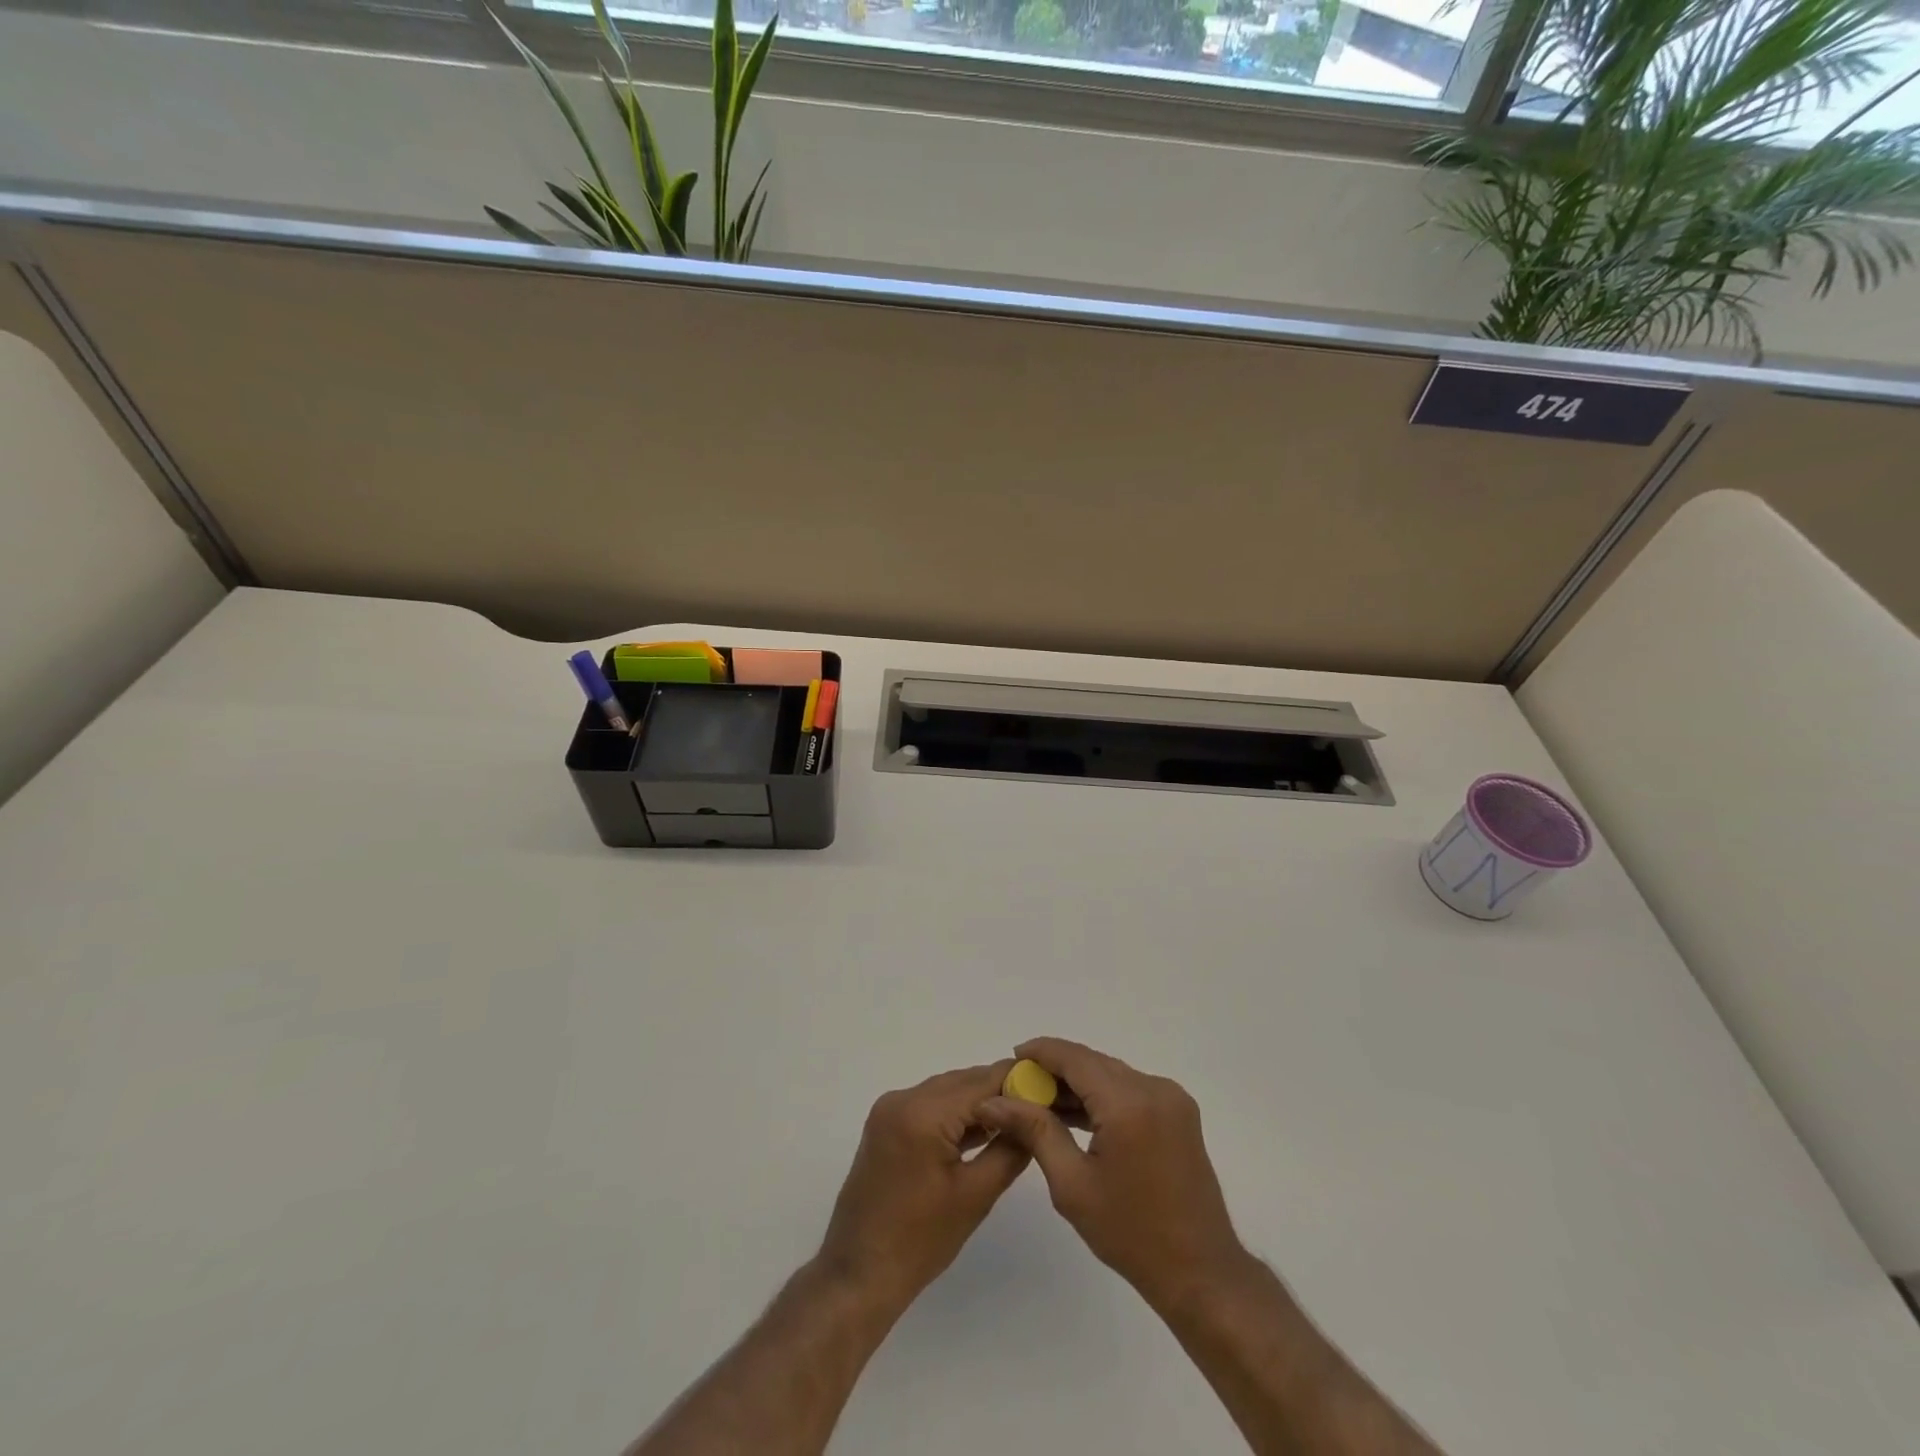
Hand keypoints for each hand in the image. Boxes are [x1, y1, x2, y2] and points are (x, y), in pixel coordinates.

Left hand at [815, 1062, 1030, 1313]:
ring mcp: (889, 1109)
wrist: (859, 1274)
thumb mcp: (975, 1196)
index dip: (1018, 1082)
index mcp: (923, 1113)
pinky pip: (929, 1105)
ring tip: (1017, 1116)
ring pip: (946, 1091)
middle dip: (1000, 1090)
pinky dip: (955, 1113)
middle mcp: (903, 1098)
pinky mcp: (885, 1123)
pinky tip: (982, 1128)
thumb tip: (1034, 1120)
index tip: (1050, 1087)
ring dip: (978, 1101)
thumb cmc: (920, 1242)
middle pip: (963, 1081)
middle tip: (1038, 1104)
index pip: (981, 1083)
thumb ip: (1009, 1149)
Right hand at [975, 1037, 1250, 1308]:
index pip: (1075, 1058)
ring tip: (1041, 1102)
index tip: (1013, 1056)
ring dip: (1079, 1083)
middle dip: (1056, 1069)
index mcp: (1128, 1104)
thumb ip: (1034, 1131)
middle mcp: (1154, 1088)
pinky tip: (1077, 1115)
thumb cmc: (1131, 1234)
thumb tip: (993, 1102)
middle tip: (1021, 1086)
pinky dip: (1102, 1095)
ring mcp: (1171, 1098)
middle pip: (1094, 1062)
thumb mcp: (1071, 1184)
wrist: (1200, 1272)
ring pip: (1111, 1074)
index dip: (1042, 1052)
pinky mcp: (1178, 1111)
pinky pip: (1130, 1088)